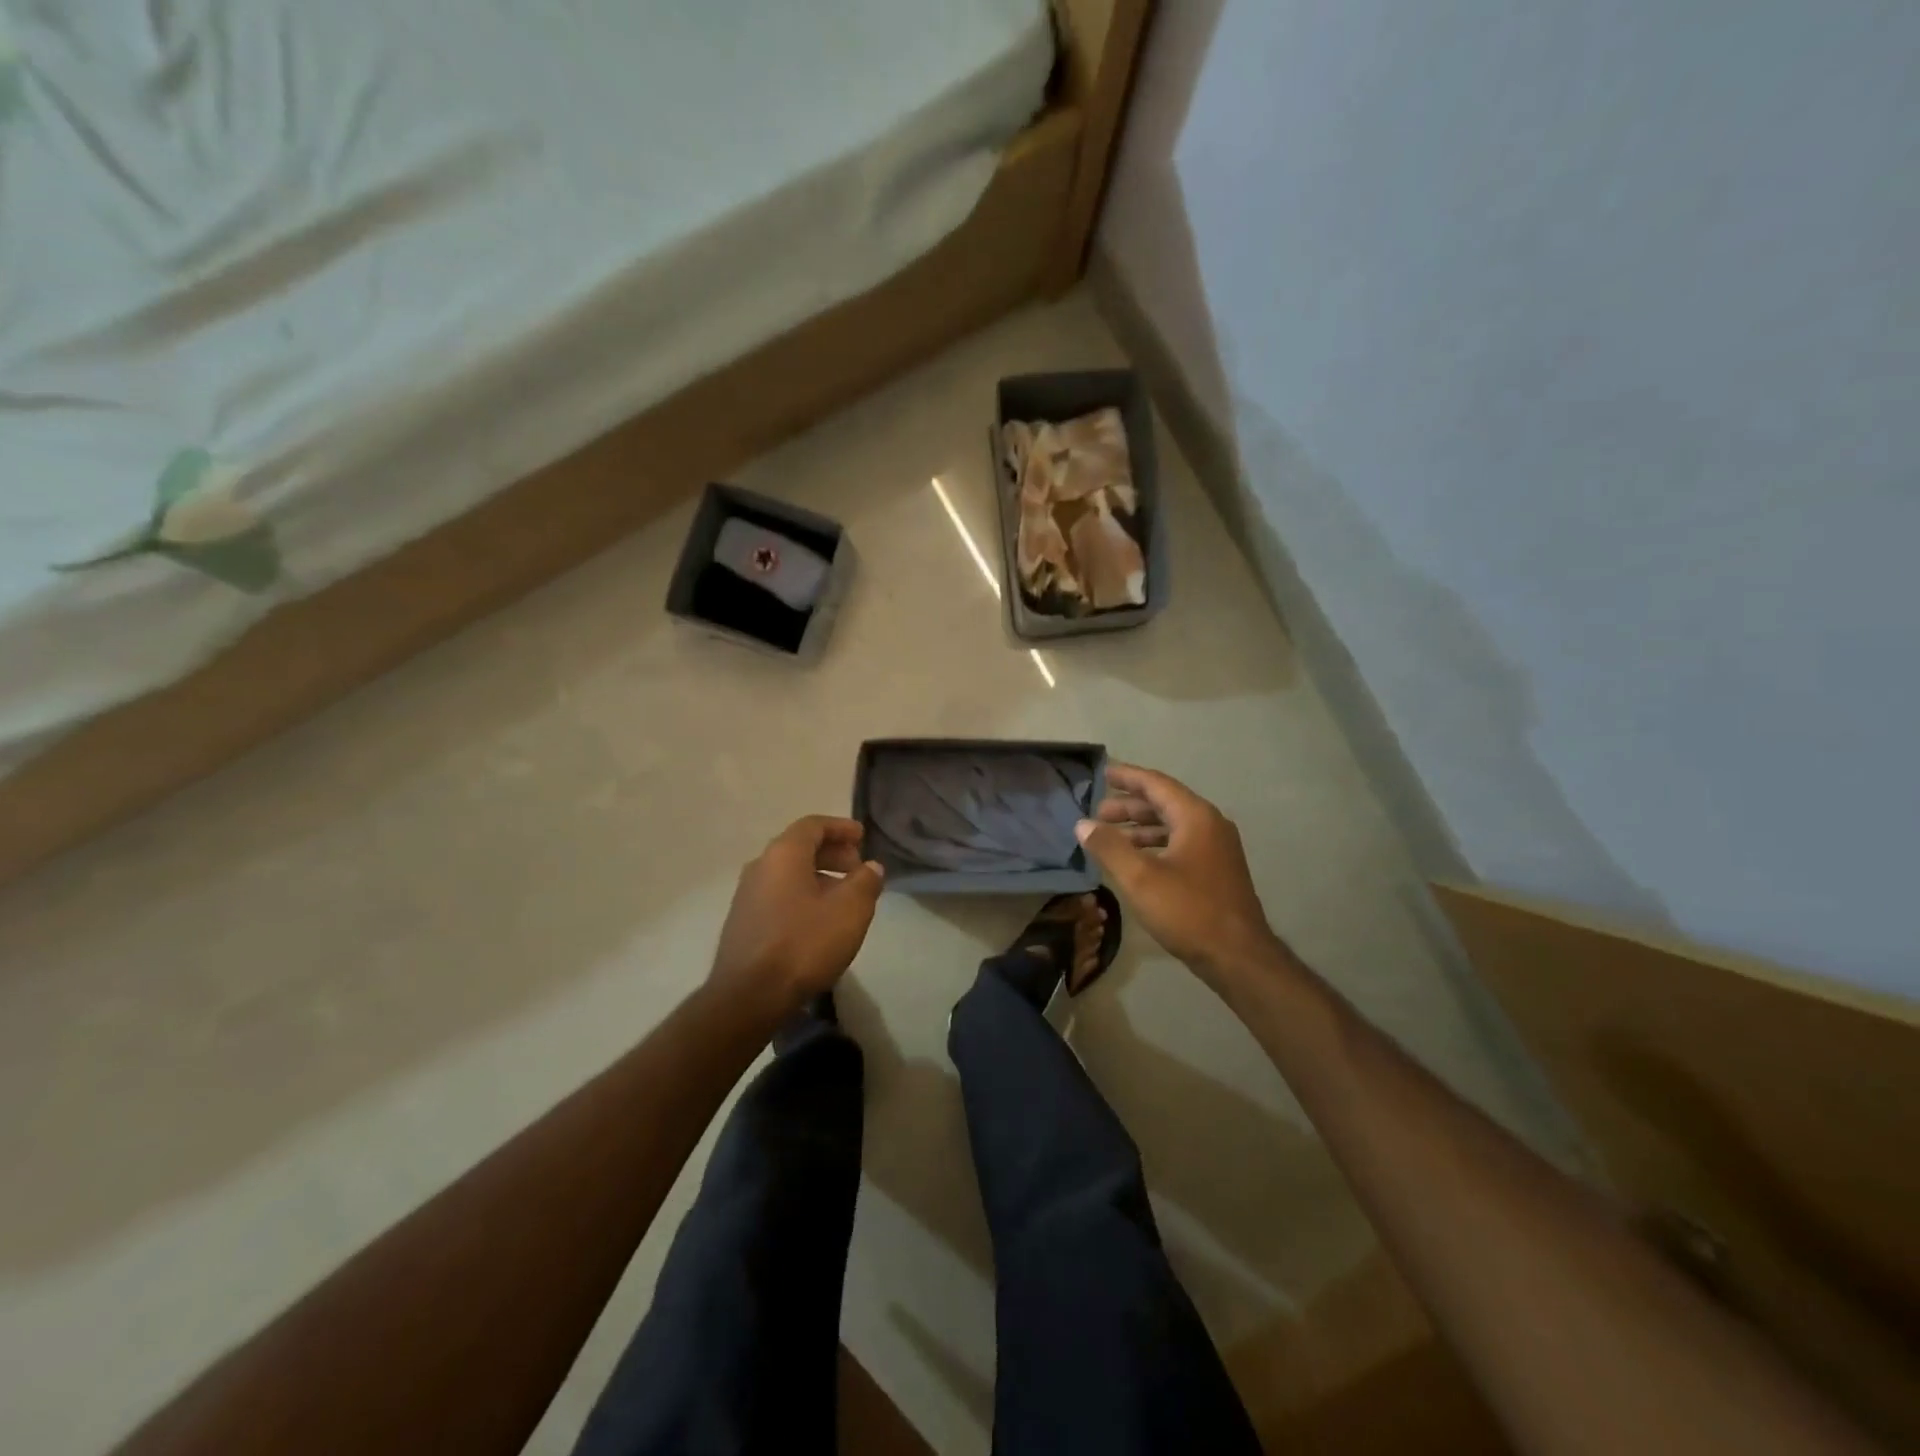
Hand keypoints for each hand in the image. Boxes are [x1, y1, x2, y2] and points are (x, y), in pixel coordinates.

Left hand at [708, 816, 885, 1021]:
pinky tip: (819, 920)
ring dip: (819, 876)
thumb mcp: (850, 910)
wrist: (749, 996)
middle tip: (858, 868)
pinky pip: (778, 895)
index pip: (813, 825)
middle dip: (832, 853)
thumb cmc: (804, 943)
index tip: (862, 837)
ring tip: (844, 896)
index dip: (841, 827)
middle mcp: (760, 866)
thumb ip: (865, 882)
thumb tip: (870, 867)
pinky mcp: (743, 922)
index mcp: (784, 854)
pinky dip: (802, 895)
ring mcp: (747, 895)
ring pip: (788, 873)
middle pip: (799, 847)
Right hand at [1076, 764, 1286, 991]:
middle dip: (1129, 805)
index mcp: (1195, 817)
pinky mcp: (1217, 869)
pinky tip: (1136, 860)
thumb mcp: (1140, 878)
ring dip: (1140, 827)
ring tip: (1110, 836)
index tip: (1103, 772)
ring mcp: (1217, 848)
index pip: (1156, 784)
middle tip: (1097, 812)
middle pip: (1165, 802)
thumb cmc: (1188, 911)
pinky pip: (1181, 843)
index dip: (1127, 777)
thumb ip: (1108, 846)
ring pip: (1172, 825)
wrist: (1238, 957)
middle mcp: (1210, 824)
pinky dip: (1155, 844)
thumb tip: (1083, 824)